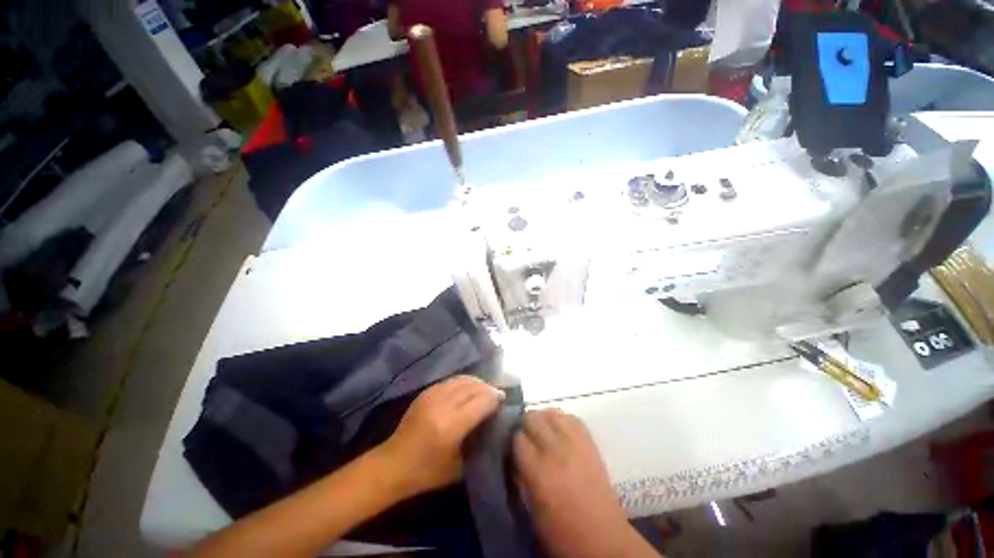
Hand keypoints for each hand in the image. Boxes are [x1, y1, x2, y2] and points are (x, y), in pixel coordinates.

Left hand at [377, 375, 504, 498]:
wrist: (392, 464)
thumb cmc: (426, 473)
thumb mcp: (458, 467)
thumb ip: (478, 444)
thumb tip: (495, 426)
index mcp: (450, 426)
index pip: (481, 401)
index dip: (495, 398)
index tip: (504, 399)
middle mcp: (442, 405)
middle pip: (473, 387)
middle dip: (488, 388)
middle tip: (497, 395)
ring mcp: (432, 395)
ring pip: (463, 379)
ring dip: (477, 383)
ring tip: (485, 390)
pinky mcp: (426, 392)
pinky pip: (451, 380)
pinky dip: (465, 382)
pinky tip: (469, 389)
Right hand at [514, 409, 658, 557]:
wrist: (603, 538)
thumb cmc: (562, 532)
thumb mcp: (531, 508)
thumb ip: (519, 476)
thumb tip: (513, 456)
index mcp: (538, 471)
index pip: (517, 438)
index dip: (513, 440)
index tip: (512, 446)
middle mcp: (555, 450)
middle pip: (532, 418)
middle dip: (525, 425)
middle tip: (525, 437)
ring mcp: (575, 443)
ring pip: (551, 413)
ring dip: (543, 419)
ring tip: (542, 431)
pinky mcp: (590, 442)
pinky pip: (572, 418)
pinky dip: (562, 420)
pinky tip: (559, 429)